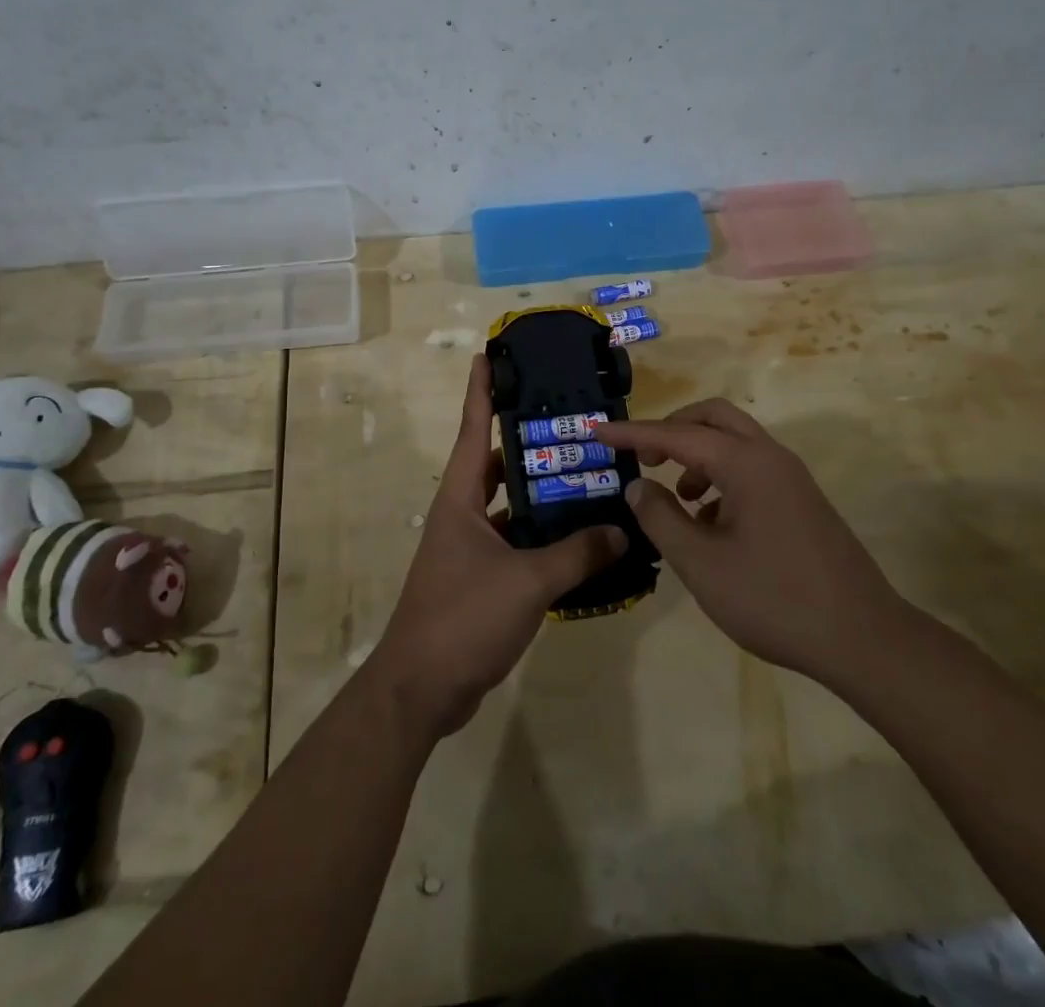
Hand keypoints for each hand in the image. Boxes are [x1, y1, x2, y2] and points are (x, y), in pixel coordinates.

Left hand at [368, 355, 626, 741]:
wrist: (422, 689)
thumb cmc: (463, 618)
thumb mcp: (526, 582)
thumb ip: (576, 554)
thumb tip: (622, 530)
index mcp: (460, 498)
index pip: (473, 430)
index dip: (481, 391)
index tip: (489, 355)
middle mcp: (461, 514)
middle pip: (496, 464)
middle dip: (527, 441)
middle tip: (569, 421)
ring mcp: (469, 547)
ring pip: (509, 506)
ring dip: (540, 493)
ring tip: (585, 474)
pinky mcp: (481, 578)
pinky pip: (516, 542)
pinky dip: (542, 536)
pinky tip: (579, 537)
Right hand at [594, 400, 903, 689]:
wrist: (864, 639)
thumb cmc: (774, 599)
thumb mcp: (702, 564)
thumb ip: (661, 518)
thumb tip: (638, 486)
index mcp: (745, 463)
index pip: (675, 435)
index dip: (632, 433)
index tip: (597, 431)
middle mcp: (770, 457)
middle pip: (713, 418)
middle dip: (671, 429)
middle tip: (643, 456)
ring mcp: (791, 478)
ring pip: (734, 443)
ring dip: (697, 455)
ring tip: (676, 498)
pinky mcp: (802, 501)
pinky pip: (751, 469)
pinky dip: (721, 478)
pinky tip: (710, 523)